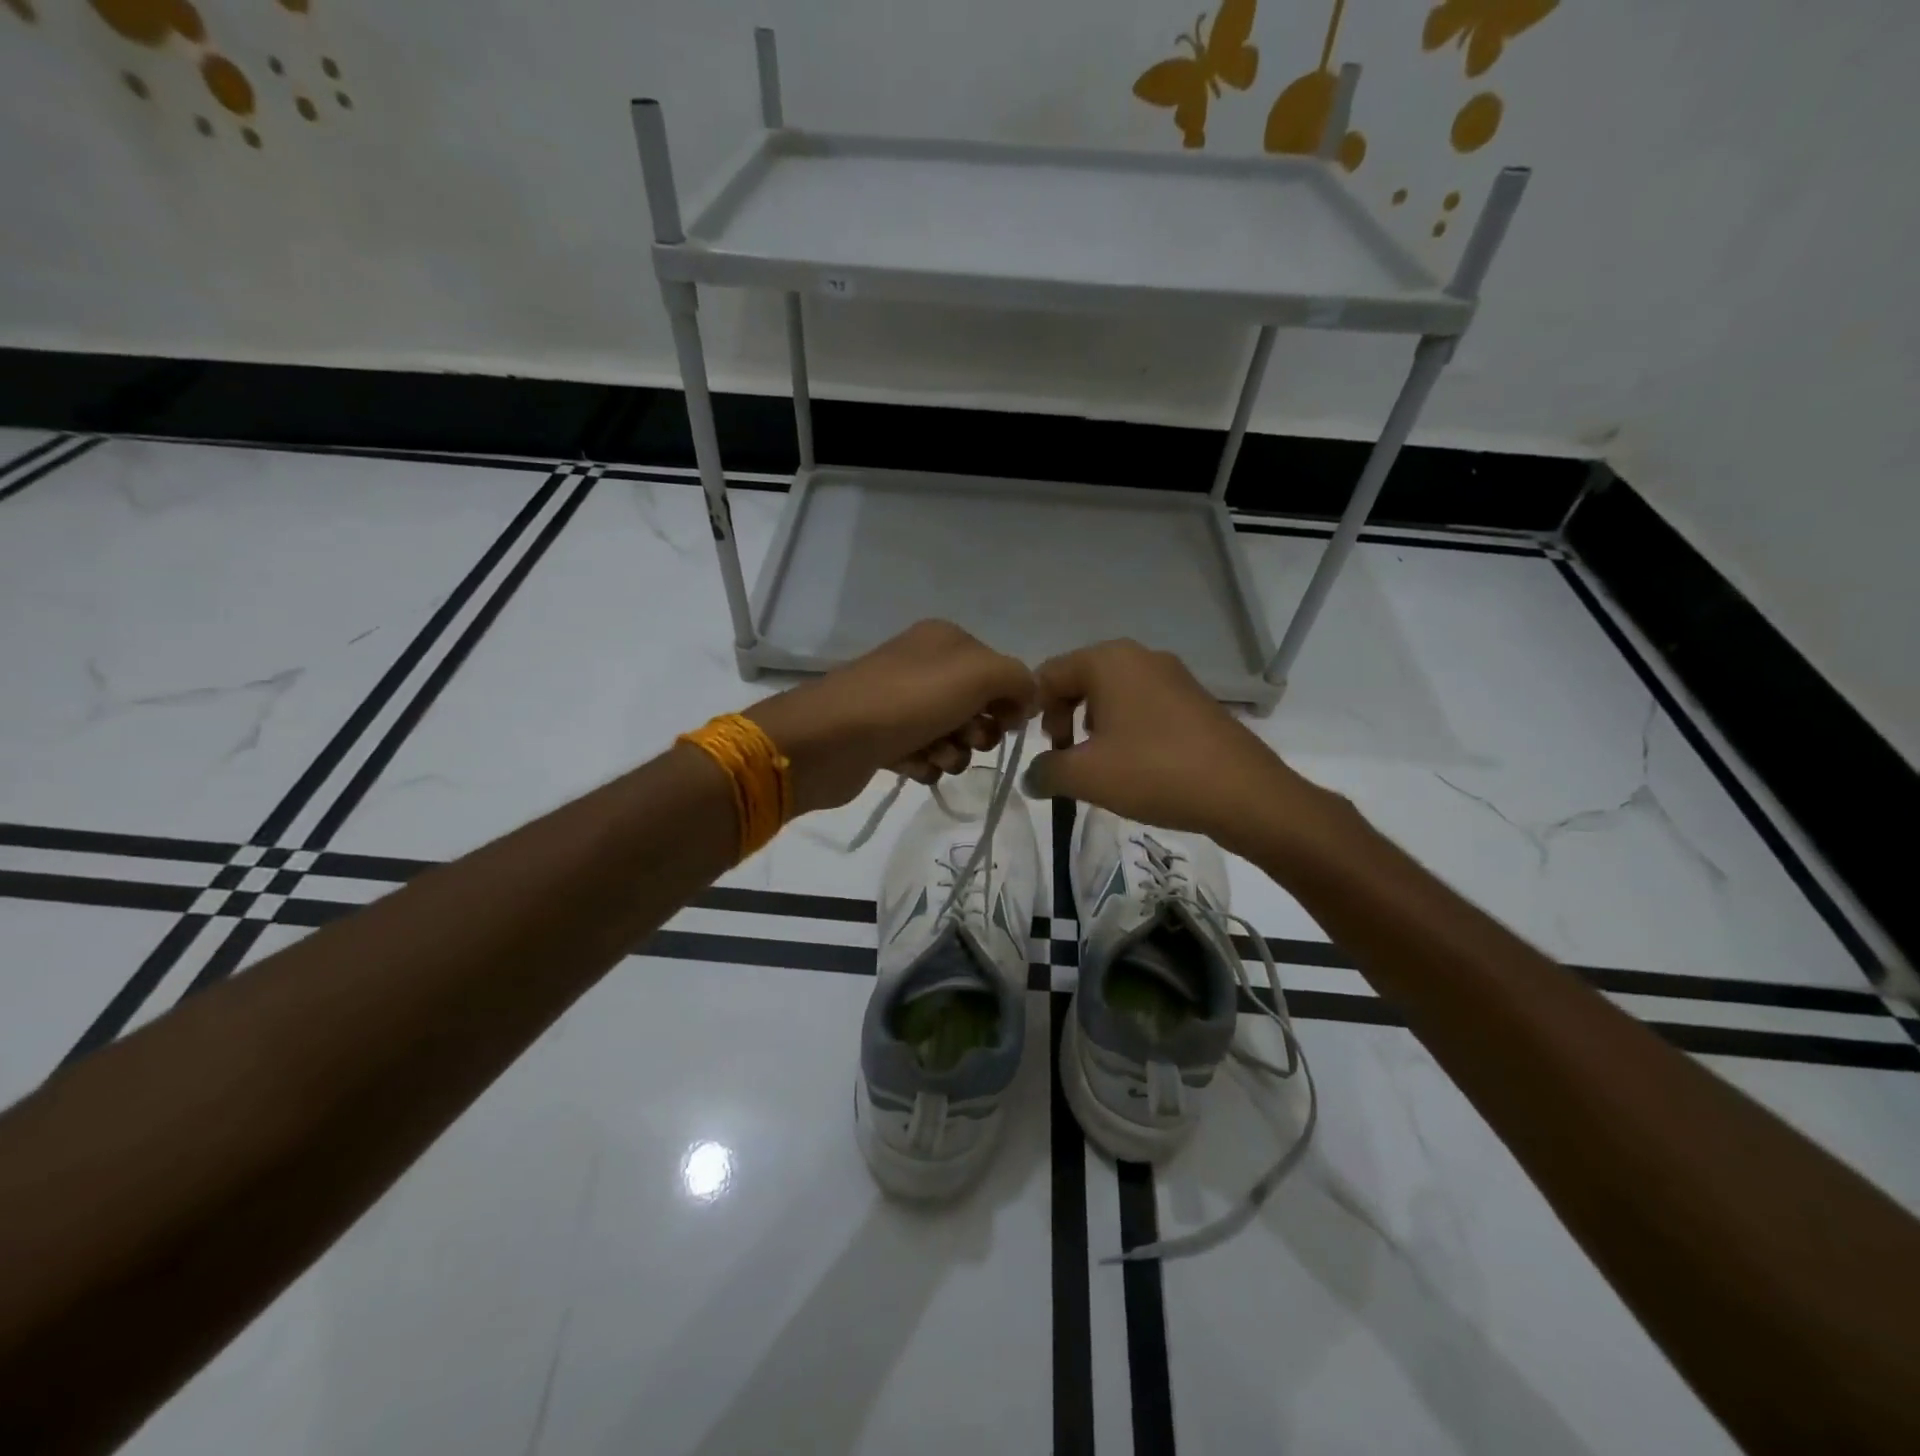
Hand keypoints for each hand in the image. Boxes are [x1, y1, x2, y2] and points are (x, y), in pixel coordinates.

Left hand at [746, 620, 1035, 813]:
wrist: (828, 740)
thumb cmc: (908, 701)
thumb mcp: (978, 675)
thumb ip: (1018, 680)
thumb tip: (1027, 699)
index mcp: (946, 640)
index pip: (1000, 672)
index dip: (1009, 702)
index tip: (1006, 724)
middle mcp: (924, 666)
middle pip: (978, 707)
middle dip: (979, 732)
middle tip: (965, 739)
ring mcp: (901, 703)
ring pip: (953, 736)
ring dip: (952, 754)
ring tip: (933, 756)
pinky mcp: (884, 738)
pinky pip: (924, 755)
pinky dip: (925, 765)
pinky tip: (912, 766)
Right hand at [1022, 639, 1334, 853]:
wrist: (1243, 793)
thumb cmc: (1154, 772)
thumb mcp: (1085, 775)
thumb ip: (1046, 771)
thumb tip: (1030, 776)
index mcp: (1109, 660)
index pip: (1049, 673)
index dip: (1033, 710)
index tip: (1041, 749)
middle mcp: (1140, 656)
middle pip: (1081, 679)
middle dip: (1064, 717)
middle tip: (1066, 756)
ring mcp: (1173, 675)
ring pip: (1113, 694)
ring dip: (1094, 725)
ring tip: (1100, 765)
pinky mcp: (1194, 699)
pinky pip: (1144, 705)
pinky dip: (1127, 729)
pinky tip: (1136, 765)